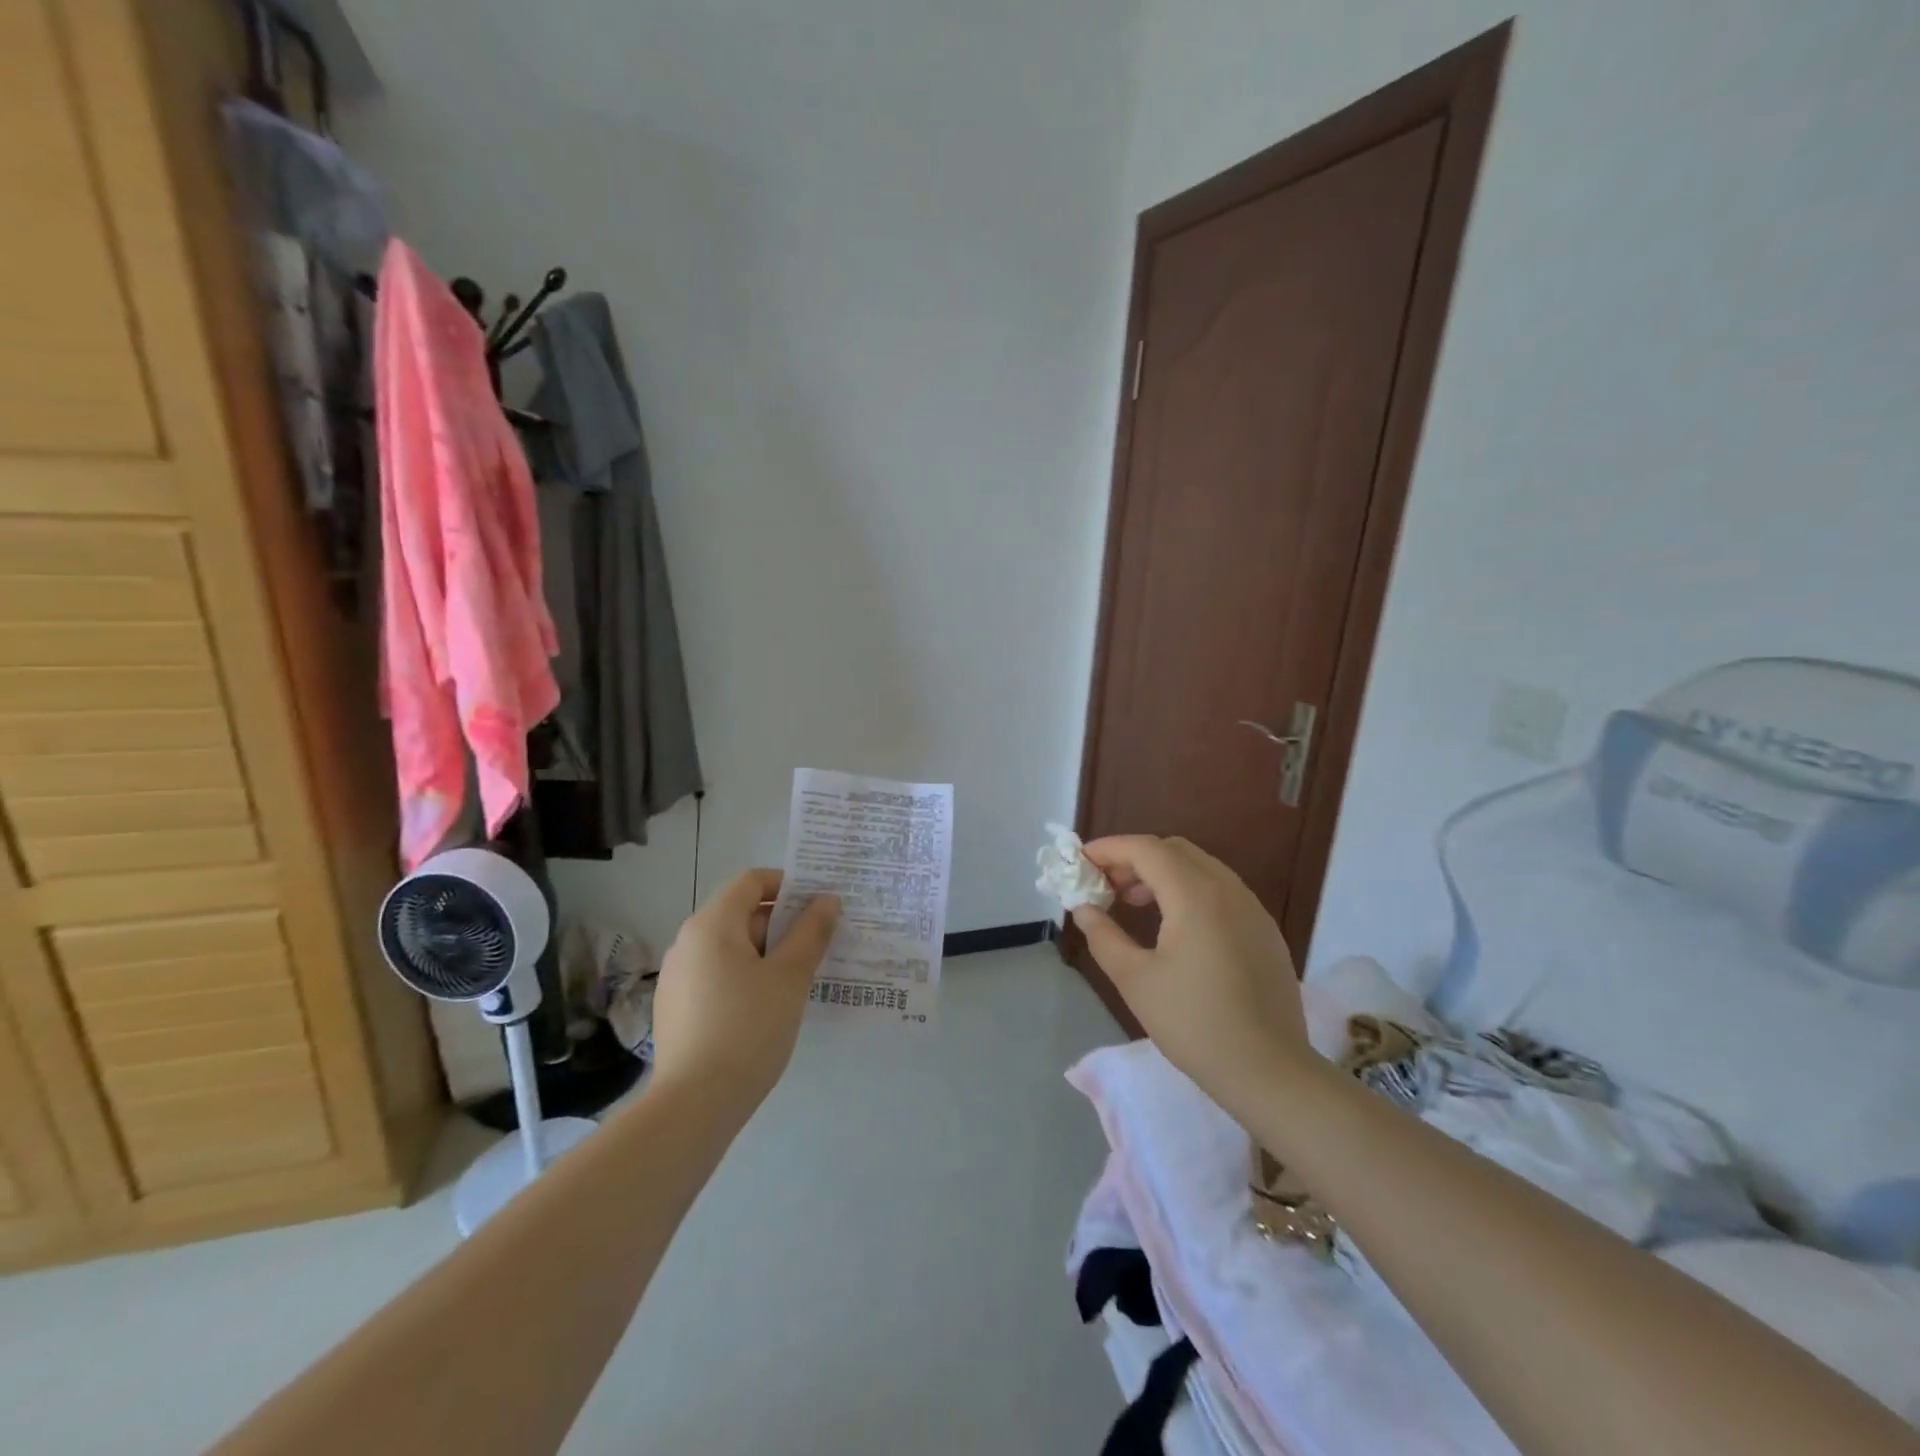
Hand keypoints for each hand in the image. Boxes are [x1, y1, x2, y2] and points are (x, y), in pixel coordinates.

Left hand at [651, 869, 839, 1113]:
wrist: (694, 1104)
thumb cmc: (749, 1028)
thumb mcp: (790, 977)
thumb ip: (811, 932)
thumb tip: (827, 900)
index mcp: (712, 924)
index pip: (751, 881)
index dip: (788, 884)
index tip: (819, 905)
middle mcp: (687, 941)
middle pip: (740, 913)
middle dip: (782, 923)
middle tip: (818, 944)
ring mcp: (676, 976)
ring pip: (729, 947)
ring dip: (766, 952)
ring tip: (799, 977)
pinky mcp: (675, 1007)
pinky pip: (716, 974)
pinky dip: (744, 976)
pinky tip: (767, 1006)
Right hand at [1073, 836, 1307, 1103]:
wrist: (1269, 1072)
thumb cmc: (1194, 1024)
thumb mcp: (1135, 980)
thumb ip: (1104, 936)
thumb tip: (1084, 909)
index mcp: (1196, 895)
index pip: (1146, 849)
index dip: (1109, 849)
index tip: (1080, 862)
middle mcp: (1228, 889)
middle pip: (1174, 850)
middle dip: (1135, 859)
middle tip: (1105, 884)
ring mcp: (1252, 908)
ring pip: (1200, 868)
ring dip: (1162, 874)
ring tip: (1133, 903)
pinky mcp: (1264, 931)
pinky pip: (1220, 890)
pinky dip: (1188, 890)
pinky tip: (1174, 927)